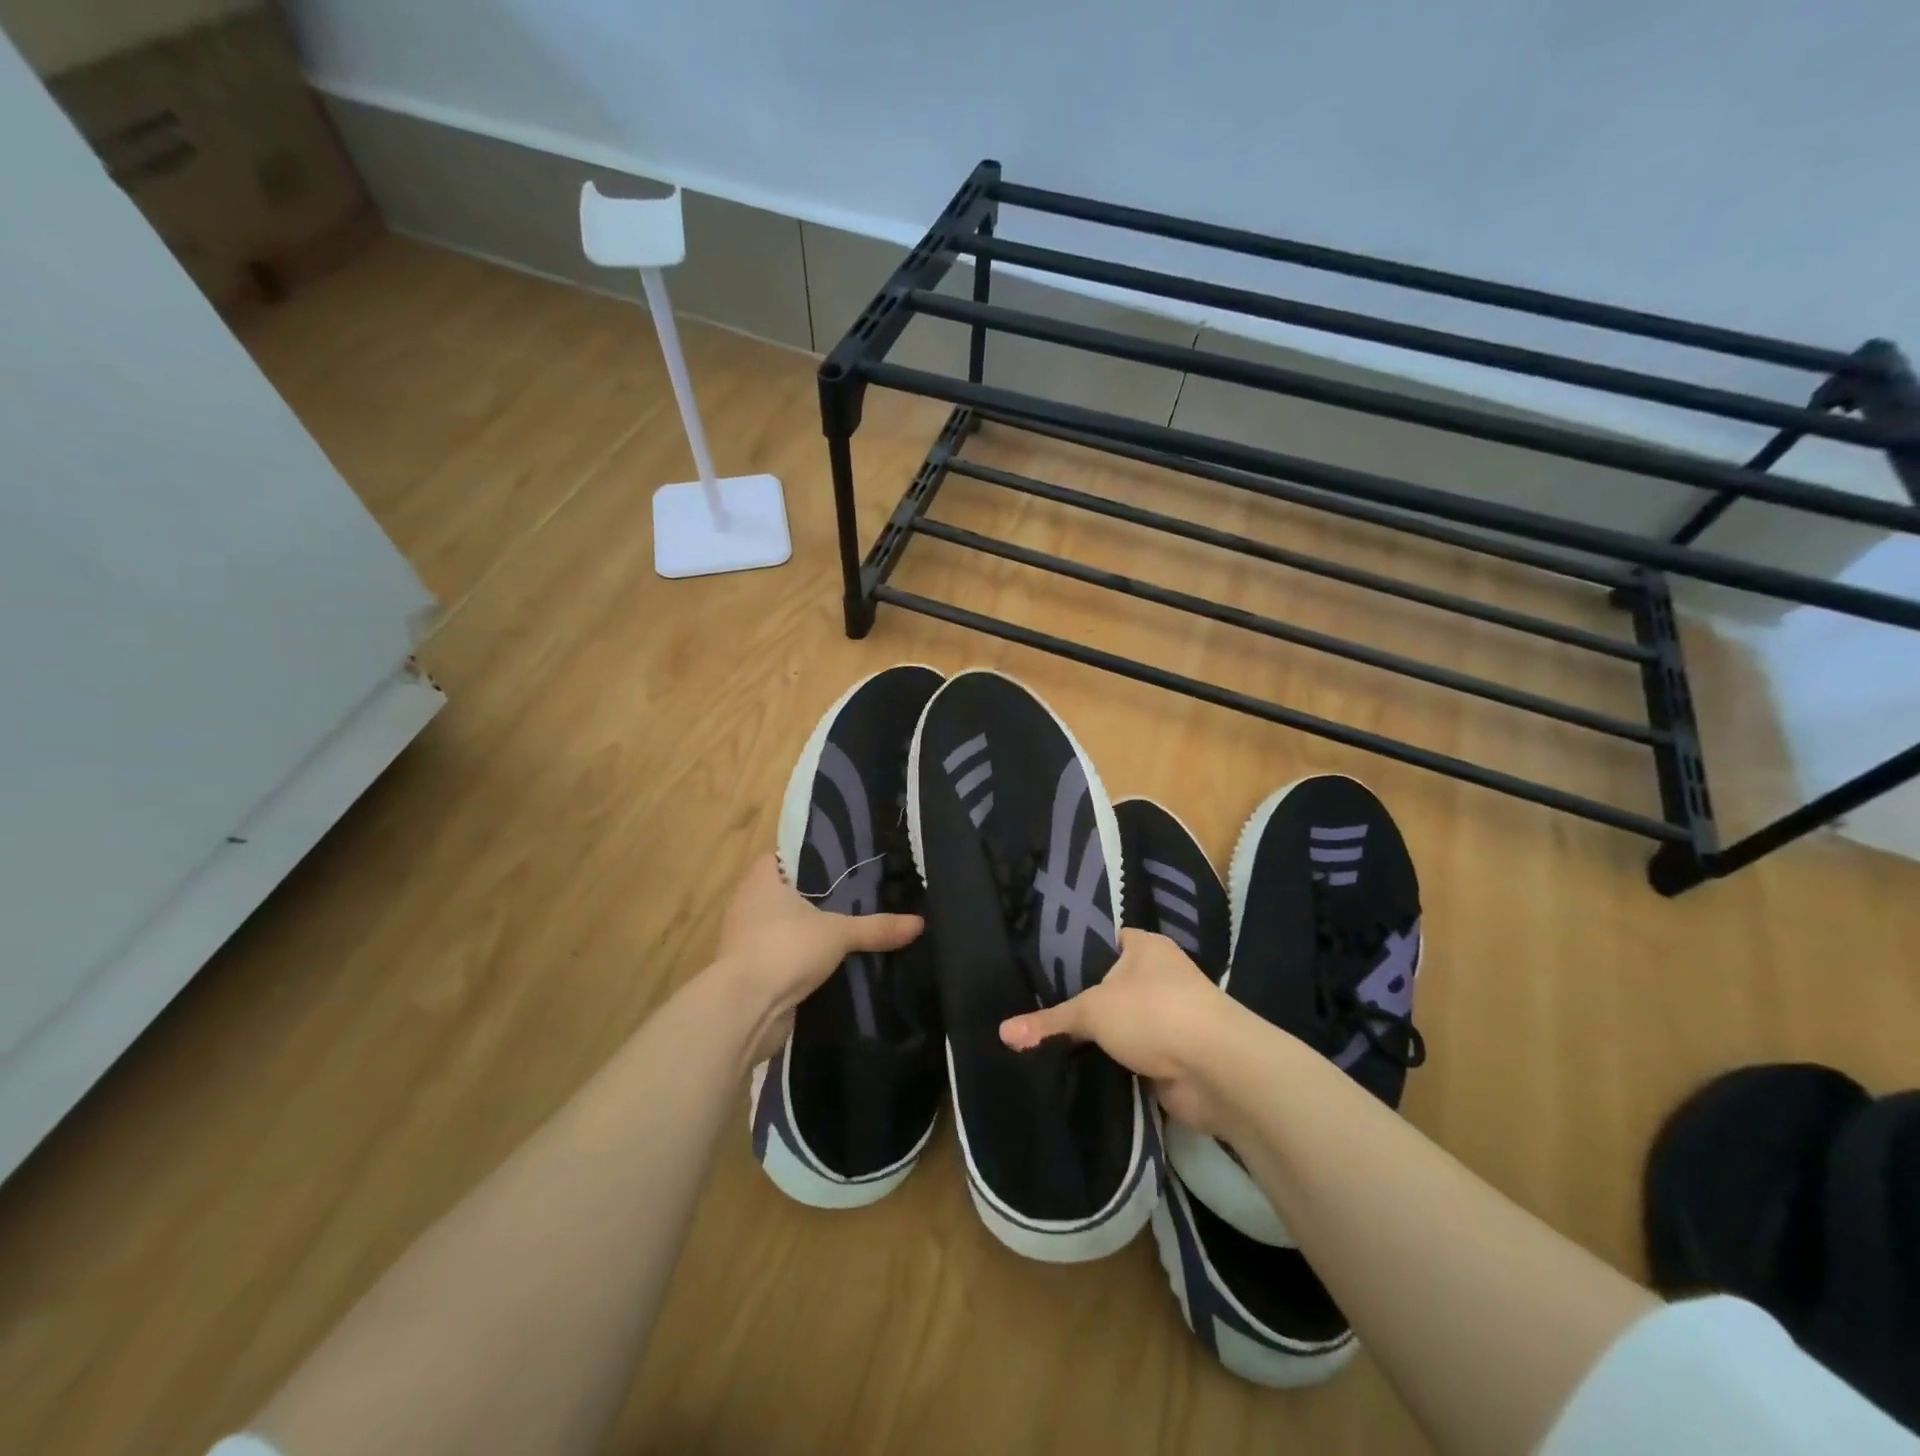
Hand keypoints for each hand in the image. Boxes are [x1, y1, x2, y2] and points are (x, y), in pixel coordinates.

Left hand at [712, 853, 922, 1063]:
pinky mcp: (749, 971)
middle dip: (812, 897)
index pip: (781, 856)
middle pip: (783, 892)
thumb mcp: (839, 933)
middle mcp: (747, 904)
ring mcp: (744, 939)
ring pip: (782, 926)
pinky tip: (830, 963)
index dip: (807, 858)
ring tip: (847, 929)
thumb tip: (920, 923)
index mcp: (761, 880)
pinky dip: (799, 959)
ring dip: (805, 931)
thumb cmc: (785, 948)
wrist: (745, 1008)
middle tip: (853, 896)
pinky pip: (780, 956)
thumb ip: (877, 927)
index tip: (838, 864)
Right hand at [999, 929, 1244, 1132]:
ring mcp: (1169, 1016)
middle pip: (1109, 986)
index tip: (1037, 972)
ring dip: (1098, 1039)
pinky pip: (1132, 1057)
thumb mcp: (1093, 1010)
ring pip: (1121, 1025)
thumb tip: (1002, 1032)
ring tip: (1047, 1043)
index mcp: (1144, 946)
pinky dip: (1113, 1065)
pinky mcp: (1173, 1056)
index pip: (1101, 941)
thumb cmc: (1154, 1013)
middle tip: (1034, 1011)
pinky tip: (1077, 1071)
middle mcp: (1159, 975)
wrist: (1216, 1069)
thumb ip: (1050, 1021)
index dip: (1072, 955)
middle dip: (1080, 1003)